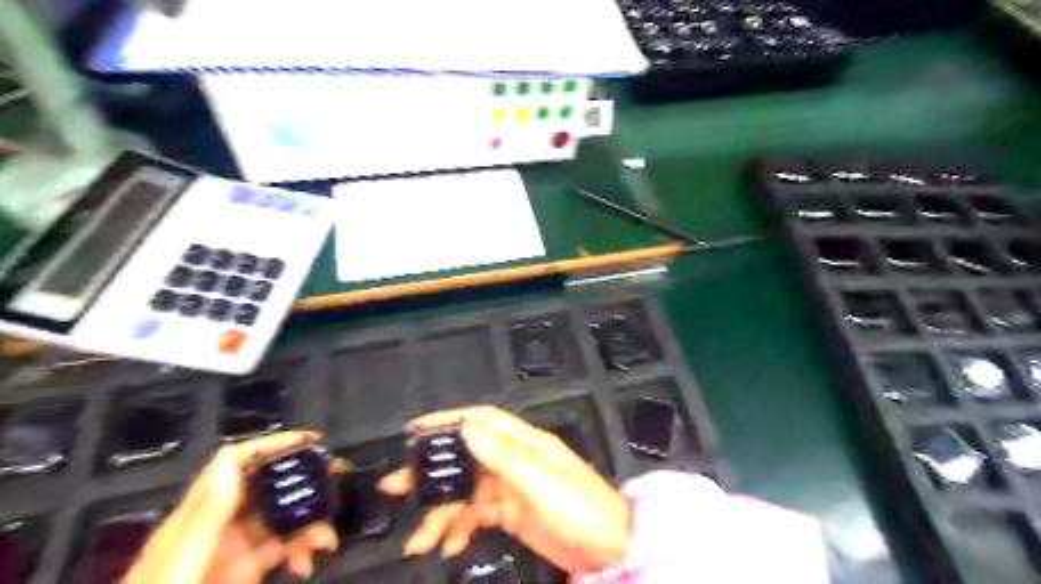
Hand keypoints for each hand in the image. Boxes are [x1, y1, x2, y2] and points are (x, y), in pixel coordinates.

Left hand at [122, 429, 339, 583]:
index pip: (235, 463)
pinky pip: (282, 548)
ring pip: (281, 517)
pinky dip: (301, 549)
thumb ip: (206, 519)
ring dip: (310, 522)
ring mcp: (233, 549)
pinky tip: (307, 563)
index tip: (311, 441)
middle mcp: (219, 525)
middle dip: (304, 480)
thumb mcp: (181, 567)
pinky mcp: (246, 572)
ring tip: (326, 540)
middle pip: (267, 486)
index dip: (272, 444)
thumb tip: (231, 461)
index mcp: (198, 517)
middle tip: (338, 481)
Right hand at [379, 407, 630, 572]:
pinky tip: (448, 545)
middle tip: (397, 487)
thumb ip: (507, 457)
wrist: (610, 549)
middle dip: (433, 471)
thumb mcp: (545, 484)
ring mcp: (512, 487)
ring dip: (442, 512)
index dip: (449, 420)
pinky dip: (459, 527)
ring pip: (467, 492)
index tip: (415, 430)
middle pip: (466, 457)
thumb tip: (468, 428)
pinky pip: (477, 515)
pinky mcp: (511, 512)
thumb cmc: (583, 510)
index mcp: (525, 444)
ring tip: (419, 539)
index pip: (482, 421)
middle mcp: (515, 460)